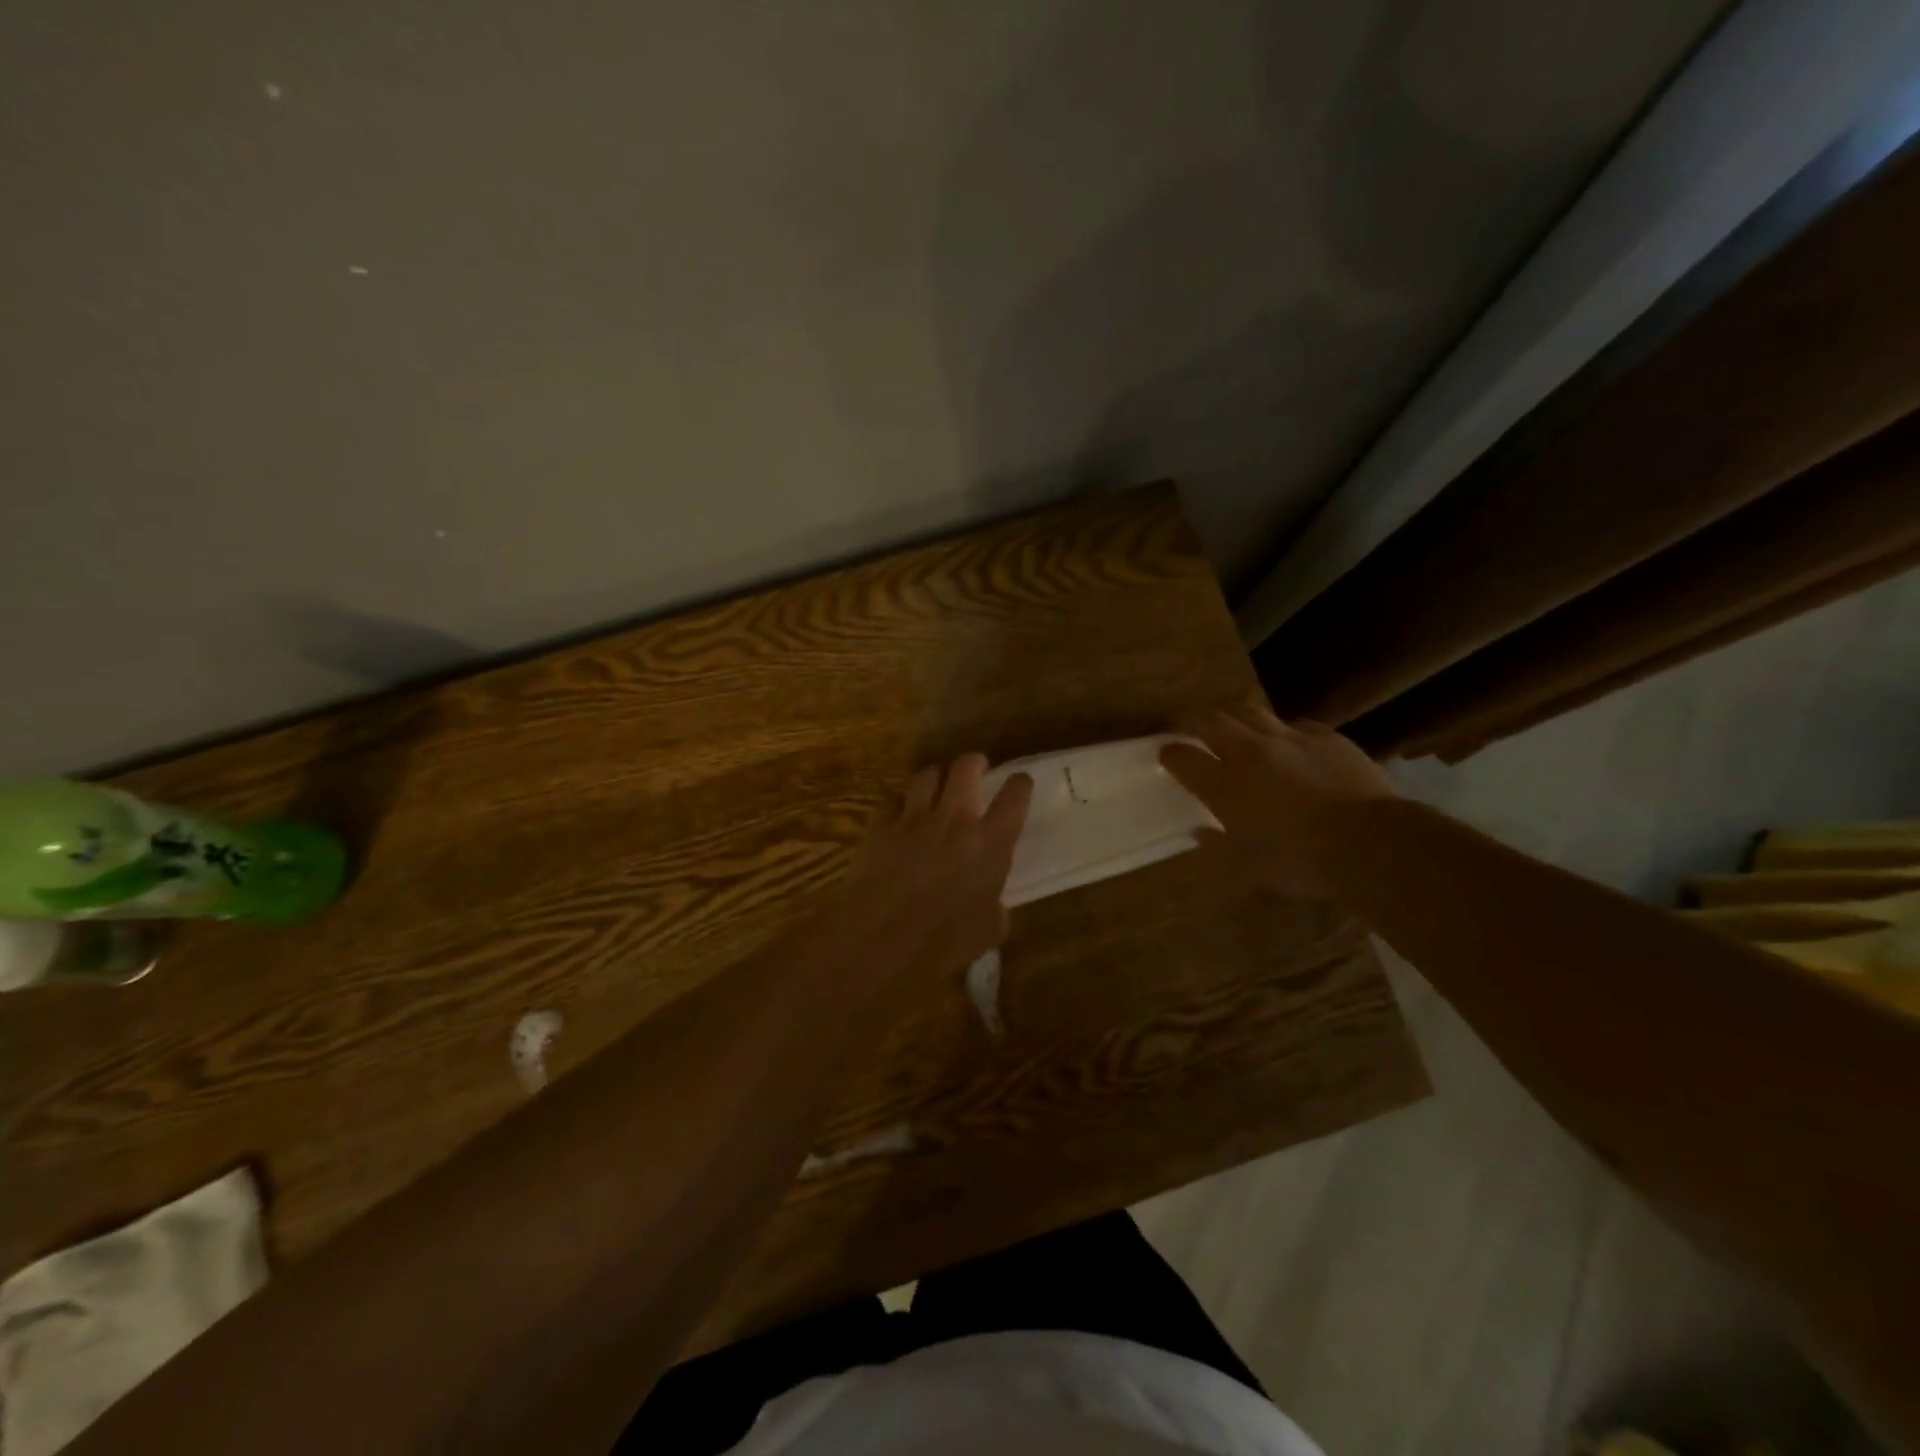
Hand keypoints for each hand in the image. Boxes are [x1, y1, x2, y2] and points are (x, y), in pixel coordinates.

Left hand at [811, 753, 1032, 982]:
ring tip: (937, 784)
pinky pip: (890, 799)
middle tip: (976, 768)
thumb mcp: (986, 932)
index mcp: (990, 844)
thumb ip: (994, 911)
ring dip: (935, 777)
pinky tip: (897, 813)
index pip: (1014, 798)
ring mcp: (914, 818)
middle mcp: (955, 819)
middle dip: (973, 762)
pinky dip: (897, 803)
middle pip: (966, 767)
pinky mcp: (880, 825)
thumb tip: (993, 908)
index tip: (1020, 782)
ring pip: (927, 775)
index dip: (1020, 784)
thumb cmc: (943, 942)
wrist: (882, 937)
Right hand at [1160, 704, 1394, 897]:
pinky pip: (1296, 724)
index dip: (1170, 753)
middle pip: (1212, 720)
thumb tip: (1200, 832)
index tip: (1166, 754)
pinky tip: (1291, 745)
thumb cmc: (1302, 861)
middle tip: (1191, 727)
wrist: (1372, 843)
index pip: (1183, 757)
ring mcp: (1290, 739)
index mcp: (1225, 785)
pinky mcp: (1326, 736)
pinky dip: (1284, 732)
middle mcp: (1250, 753)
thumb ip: (1218, 845)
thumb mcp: (1250, 867)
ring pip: (1251, 711)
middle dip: (1195, 720)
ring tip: (1235, 725)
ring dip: (1236, 716)